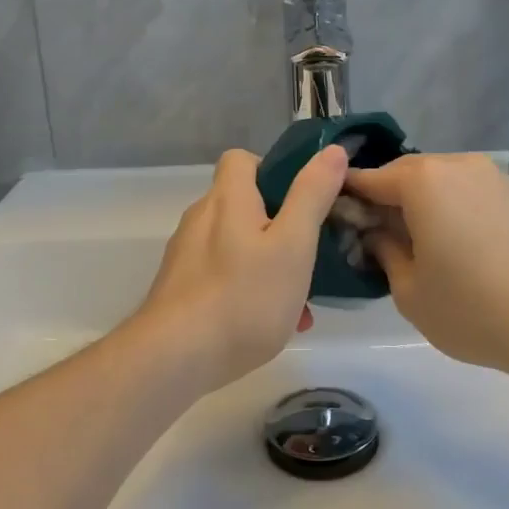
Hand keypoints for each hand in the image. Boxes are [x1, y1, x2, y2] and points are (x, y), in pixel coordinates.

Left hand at [132, 145, 348, 387]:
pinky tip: (273, 324)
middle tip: (309, 255)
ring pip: (237, 245)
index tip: (301, 198)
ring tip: (300, 302)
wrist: (175, 357)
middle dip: (280, 226)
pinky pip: (223, 276)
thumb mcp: (293, 244)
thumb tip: (332, 151)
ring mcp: (186, 255)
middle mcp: (201, 219)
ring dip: (269, 263)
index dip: (272, 170)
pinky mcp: (180, 288)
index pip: (241, 159)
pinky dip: (249, 289)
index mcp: (227, 199)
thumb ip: (312, 196)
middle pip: (243, 204)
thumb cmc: (244, 297)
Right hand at [346, 153, 508, 381]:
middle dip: (386, 201)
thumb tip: (378, 233)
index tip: (336, 220)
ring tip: (418, 244)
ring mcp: (493, 177)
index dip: (348, 198)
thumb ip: (384, 252)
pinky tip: (456, 246)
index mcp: (422, 181)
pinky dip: (453, 210)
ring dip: (421, 205)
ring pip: (441, 183)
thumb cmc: (472, 308)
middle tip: (375, 238)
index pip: (370, 180)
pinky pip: (469, 193)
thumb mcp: (409, 291)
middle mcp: (457, 165)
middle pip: (407, 175)